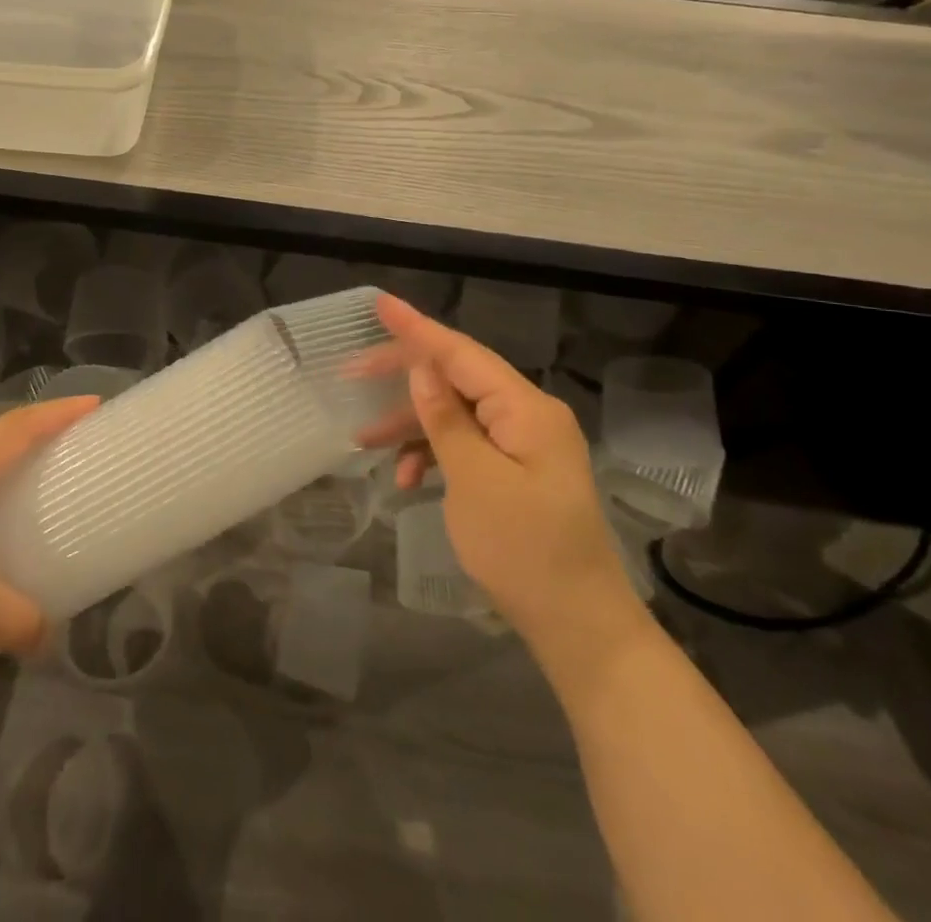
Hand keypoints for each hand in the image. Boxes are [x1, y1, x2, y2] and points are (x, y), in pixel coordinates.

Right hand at [366, 295, 645, 665]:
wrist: (579, 627)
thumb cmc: (524, 551)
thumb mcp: (474, 481)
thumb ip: (445, 419)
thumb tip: (422, 368)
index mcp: (526, 408)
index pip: (461, 353)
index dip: (417, 328)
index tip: (380, 302)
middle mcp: (527, 414)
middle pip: (456, 378)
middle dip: (404, 378)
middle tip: (352, 373)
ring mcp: (523, 444)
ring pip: (455, 413)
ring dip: (412, 424)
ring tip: (365, 440)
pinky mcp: (516, 471)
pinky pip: (466, 444)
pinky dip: (433, 453)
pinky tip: (406, 478)